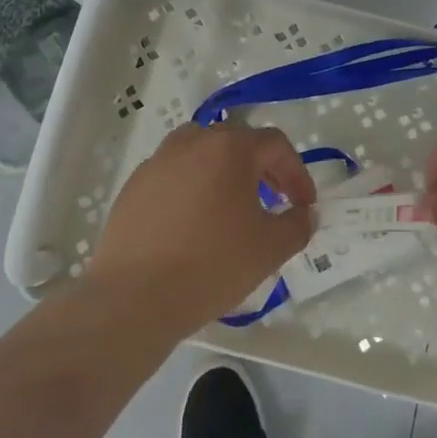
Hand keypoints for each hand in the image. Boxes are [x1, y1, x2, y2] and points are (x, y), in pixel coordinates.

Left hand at [86, 123, 316, 338]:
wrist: (135, 297)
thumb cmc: (212, 265)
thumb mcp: (270, 249)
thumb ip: (297, 225)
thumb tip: (303, 214)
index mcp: (229, 149)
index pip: (274, 144)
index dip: (296, 171)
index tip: (303, 205)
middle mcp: (191, 143)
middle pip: (235, 141)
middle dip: (260, 167)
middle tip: (272, 200)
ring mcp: (157, 162)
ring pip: (199, 152)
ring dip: (222, 171)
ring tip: (230, 205)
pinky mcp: (133, 187)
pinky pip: (172, 175)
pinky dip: (191, 188)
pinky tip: (192, 224)